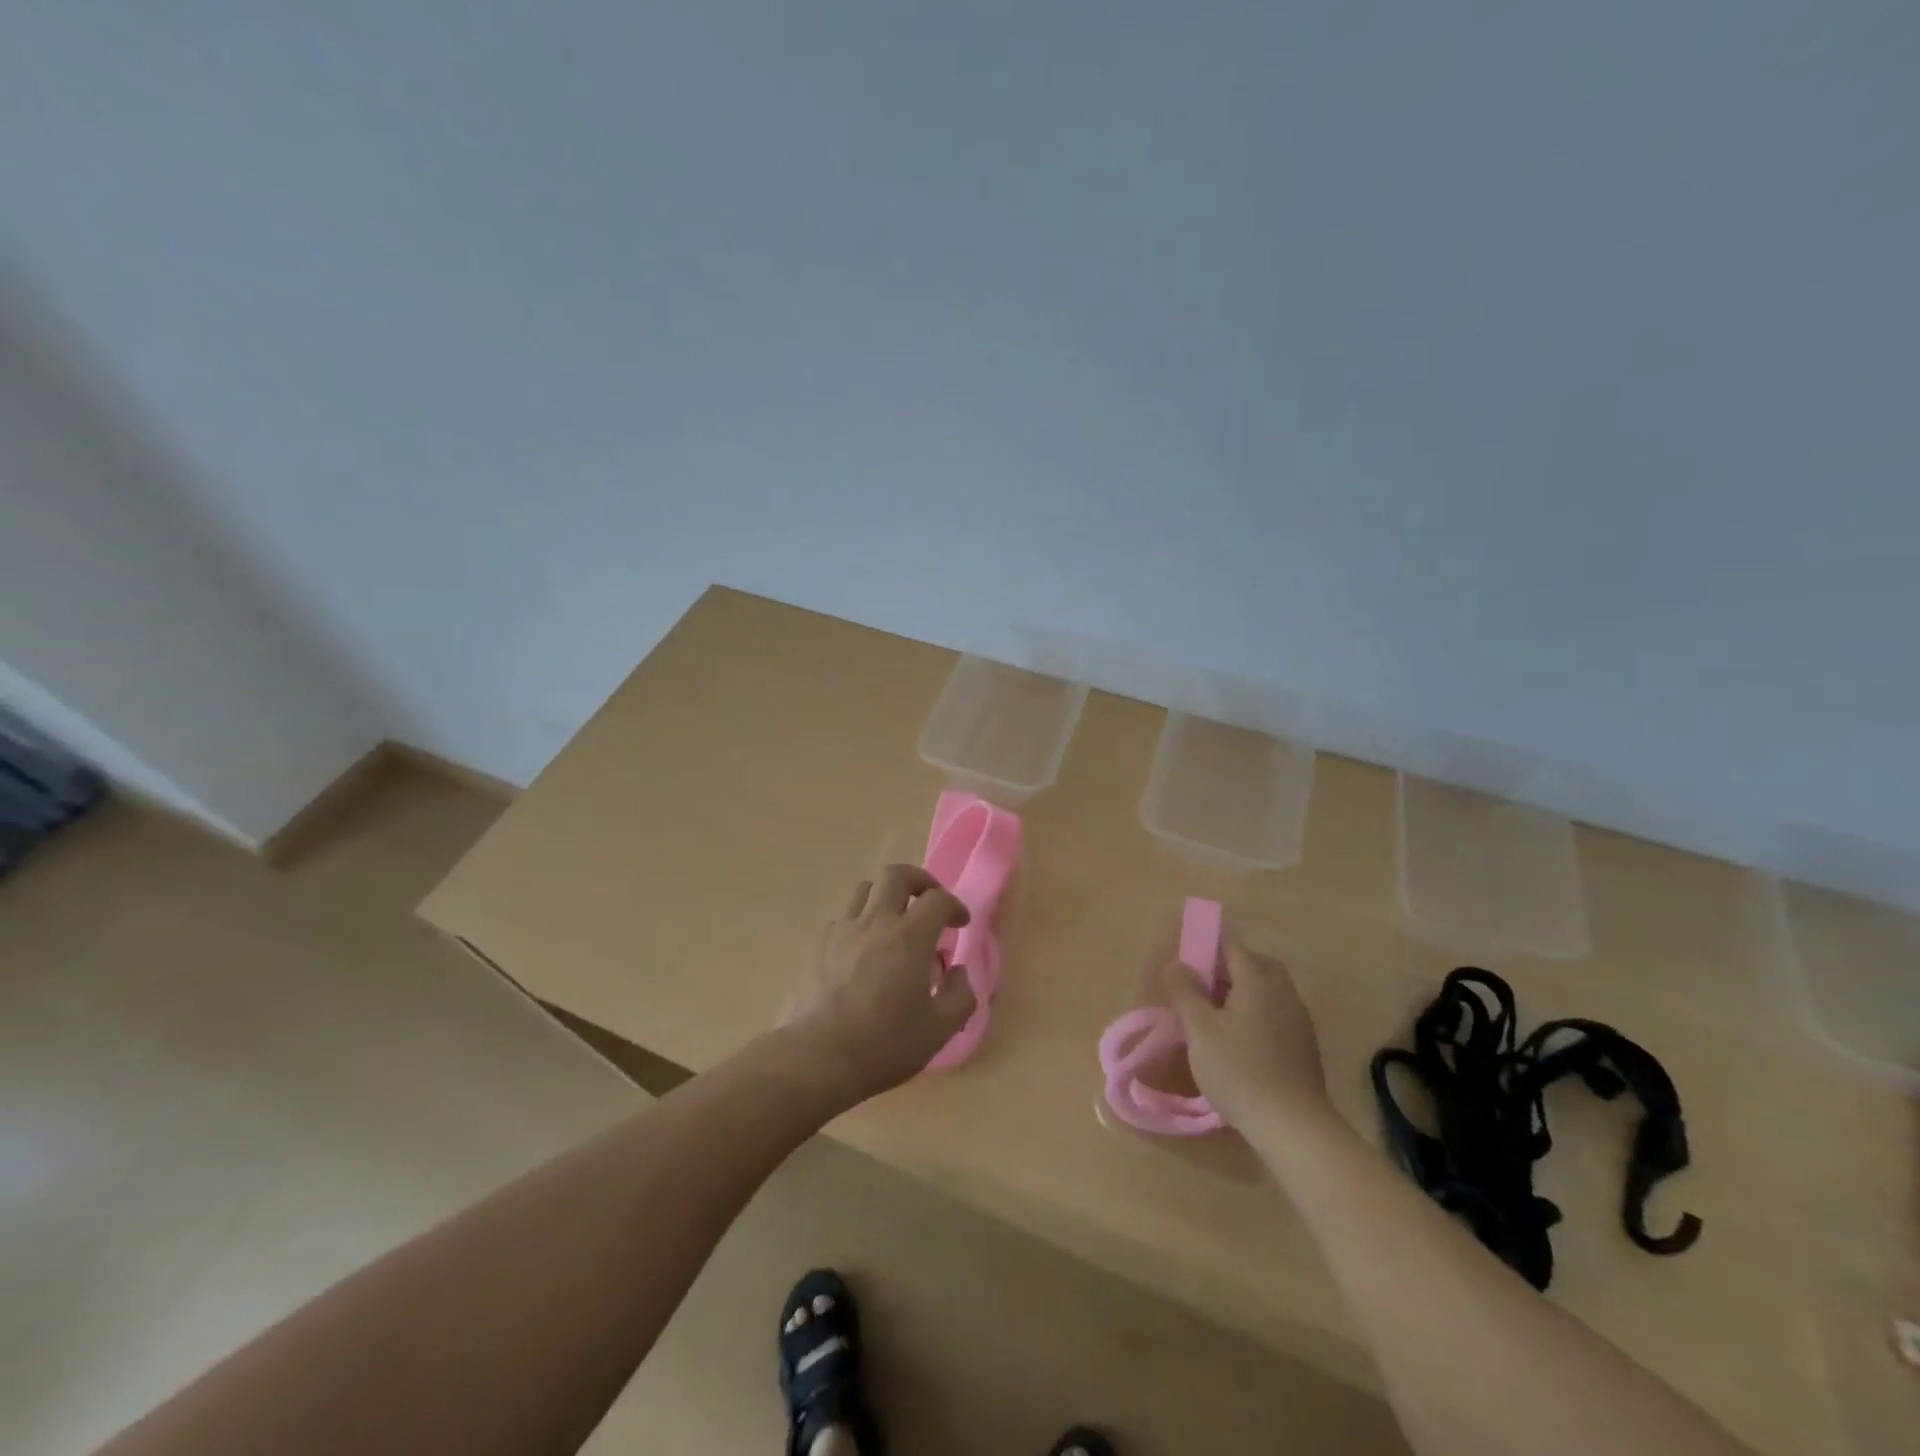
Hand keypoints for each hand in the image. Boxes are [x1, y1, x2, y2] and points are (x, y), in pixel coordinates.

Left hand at [781, 864, 975, 1105]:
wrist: (817, 1058)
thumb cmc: (884, 1044)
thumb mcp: (939, 1030)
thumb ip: (960, 996)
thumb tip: (958, 972)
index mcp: (909, 937)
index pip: (938, 899)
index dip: (955, 905)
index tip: (960, 924)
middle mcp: (876, 922)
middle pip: (897, 874)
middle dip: (919, 881)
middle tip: (929, 903)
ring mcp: (843, 930)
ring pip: (866, 889)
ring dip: (887, 896)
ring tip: (896, 922)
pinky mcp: (819, 945)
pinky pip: (844, 917)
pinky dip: (861, 921)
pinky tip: (865, 949)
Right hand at [1163, 938, 1331, 1130]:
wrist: (1292, 1125)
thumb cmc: (1238, 1069)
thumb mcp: (1199, 1029)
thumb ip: (1185, 991)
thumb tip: (1177, 964)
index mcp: (1258, 979)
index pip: (1231, 946)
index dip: (1206, 951)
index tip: (1185, 970)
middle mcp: (1283, 991)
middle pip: (1253, 965)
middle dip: (1226, 970)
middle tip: (1201, 990)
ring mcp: (1298, 1018)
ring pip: (1267, 990)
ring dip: (1242, 993)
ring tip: (1215, 1018)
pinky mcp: (1304, 1045)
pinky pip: (1276, 1014)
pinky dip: (1256, 1015)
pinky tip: (1239, 1042)